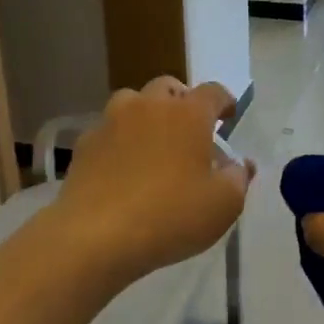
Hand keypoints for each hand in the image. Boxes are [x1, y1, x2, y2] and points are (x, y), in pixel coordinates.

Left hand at [45, 78, 254, 293]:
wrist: (96, 236)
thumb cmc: (171, 216)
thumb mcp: (224, 205)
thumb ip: (238, 178)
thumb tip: (240, 164)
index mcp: (189, 114)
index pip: (213, 92)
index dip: (225, 102)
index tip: (228, 117)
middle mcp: (149, 106)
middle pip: (169, 88)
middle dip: (182, 103)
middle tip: (189, 131)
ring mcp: (111, 121)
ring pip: (132, 103)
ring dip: (146, 115)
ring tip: (153, 144)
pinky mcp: (84, 144)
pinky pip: (108, 132)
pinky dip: (119, 141)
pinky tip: (122, 168)